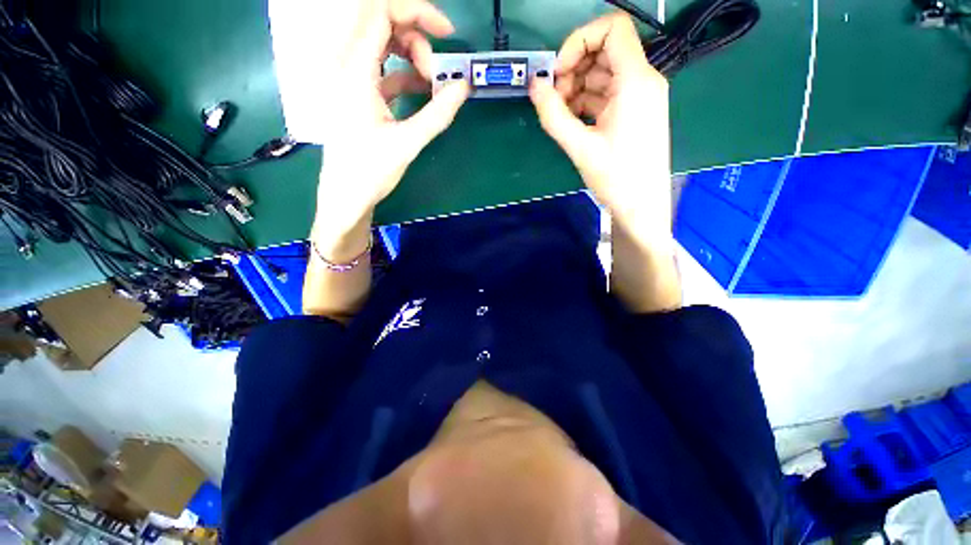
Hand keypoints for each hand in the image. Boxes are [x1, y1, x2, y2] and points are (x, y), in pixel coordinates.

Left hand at [315, 0, 469, 230]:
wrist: (347, 196)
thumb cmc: (371, 171)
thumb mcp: (408, 142)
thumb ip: (438, 113)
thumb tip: (464, 87)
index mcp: (355, 70)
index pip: (381, 12)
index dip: (418, 13)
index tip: (448, 34)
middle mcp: (347, 66)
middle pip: (383, 25)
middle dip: (417, 41)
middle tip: (436, 77)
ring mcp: (351, 80)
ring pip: (384, 47)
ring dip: (412, 59)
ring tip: (432, 88)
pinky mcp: (358, 95)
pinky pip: (384, 71)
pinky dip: (406, 76)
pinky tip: (423, 95)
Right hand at [530, 13, 670, 237]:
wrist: (642, 206)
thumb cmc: (617, 178)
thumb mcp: (580, 147)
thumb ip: (553, 114)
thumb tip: (533, 85)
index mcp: (636, 81)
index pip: (612, 28)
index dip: (580, 41)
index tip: (558, 72)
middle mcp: (642, 81)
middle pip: (604, 52)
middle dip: (574, 69)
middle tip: (554, 100)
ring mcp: (638, 97)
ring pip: (602, 75)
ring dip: (577, 88)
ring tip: (561, 116)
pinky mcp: (632, 112)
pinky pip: (606, 94)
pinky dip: (585, 102)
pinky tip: (573, 122)